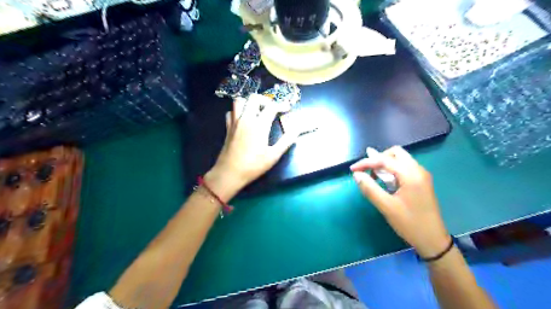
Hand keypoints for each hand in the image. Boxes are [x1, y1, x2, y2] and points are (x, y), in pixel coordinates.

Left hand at [207, 95, 298, 199]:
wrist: (229, 173)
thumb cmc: (253, 166)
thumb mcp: (273, 155)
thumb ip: (286, 141)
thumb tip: (297, 131)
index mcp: (259, 125)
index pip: (271, 107)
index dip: (282, 105)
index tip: (288, 108)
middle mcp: (246, 119)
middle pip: (254, 98)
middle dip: (265, 99)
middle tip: (272, 108)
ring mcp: (235, 122)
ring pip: (239, 101)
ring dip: (249, 102)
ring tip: (257, 111)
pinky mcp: (228, 127)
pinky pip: (231, 112)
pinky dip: (238, 111)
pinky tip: (244, 119)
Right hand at [350, 146, 449, 256]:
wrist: (433, 240)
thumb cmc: (410, 224)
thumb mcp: (386, 207)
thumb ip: (370, 188)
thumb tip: (356, 174)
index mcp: (411, 175)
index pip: (384, 160)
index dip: (366, 162)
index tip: (352, 170)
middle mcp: (418, 170)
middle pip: (395, 153)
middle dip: (378, 158)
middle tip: (366, 171)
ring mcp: (421, 175)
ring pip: (400, 159)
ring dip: (385, 164)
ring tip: (373, 176)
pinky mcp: (421, 182)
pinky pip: (404, 167)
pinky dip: (392, 170)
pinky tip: (385, 181)